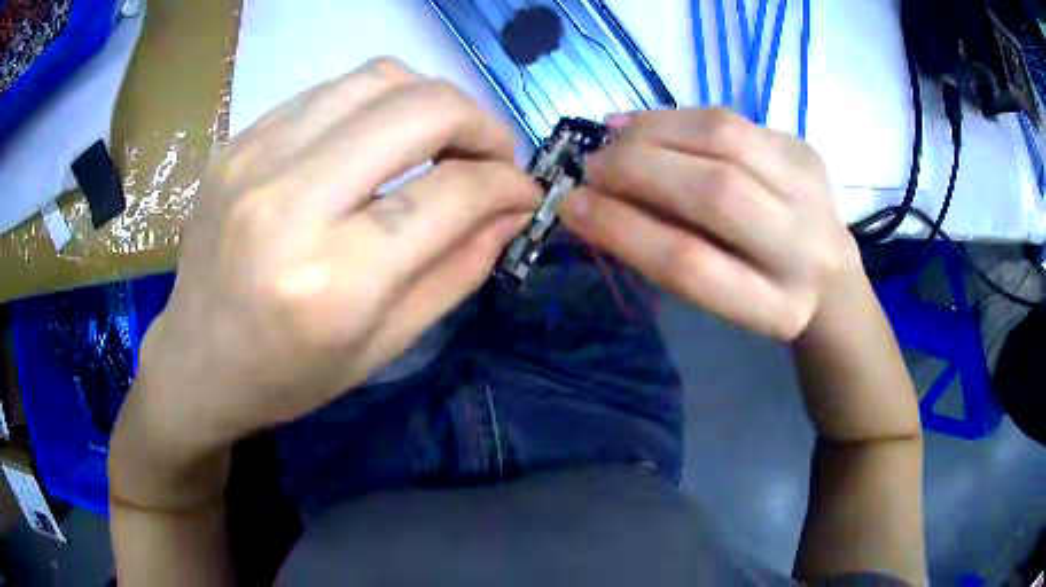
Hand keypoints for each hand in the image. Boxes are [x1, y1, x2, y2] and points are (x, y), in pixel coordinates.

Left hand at [120, 58, 539, 465]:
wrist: (196, 362)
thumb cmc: (288, 377)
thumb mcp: (384, 348)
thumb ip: (458, 271)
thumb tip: (511, 210)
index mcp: (333, 281)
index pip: (450, 193)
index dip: (507, 184)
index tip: (524, 191)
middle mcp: (291, 203)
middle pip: (421, 109)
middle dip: (480, 123)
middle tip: (492, 155)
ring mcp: (256, 159)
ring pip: (378, 79)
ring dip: (431, 101)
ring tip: (441, 138)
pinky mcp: (239, 141)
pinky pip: (331, 90)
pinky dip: (376, 104)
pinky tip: (378, 140)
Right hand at [559, 109, 860, 339]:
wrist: (829, 275)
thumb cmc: (760, 293)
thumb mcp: (717, 299)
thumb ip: (665, 253)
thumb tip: (596, 201)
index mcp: (775, 308)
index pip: (691, 265)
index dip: (623, 229)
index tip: (572, 206)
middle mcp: (804, 248)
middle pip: (715, 193)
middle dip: (637, 170)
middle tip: (592, 168)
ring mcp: (811, 190)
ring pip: (725, 139)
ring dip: (653, 133)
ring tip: (614, 140)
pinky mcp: (805, 151)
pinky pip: (730, 119)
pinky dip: (676, 117)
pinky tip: (643, 125)